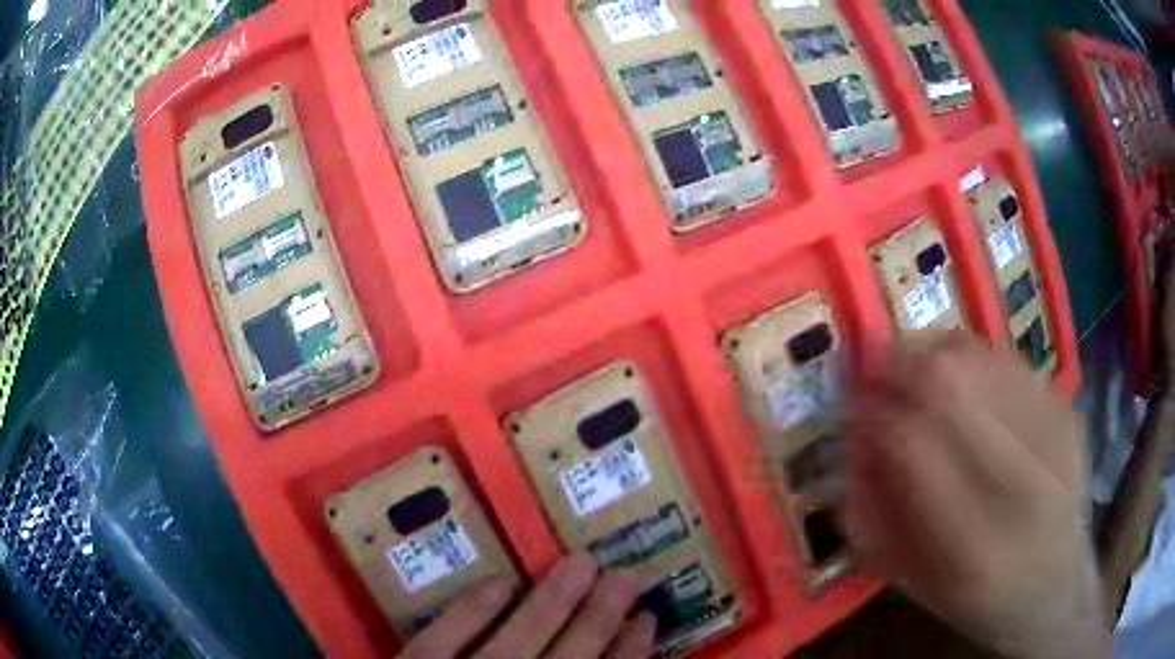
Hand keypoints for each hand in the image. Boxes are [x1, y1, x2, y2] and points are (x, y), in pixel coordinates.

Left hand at [401, 555, 655, 658]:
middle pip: (569, 658)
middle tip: (630, 574)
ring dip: (552, 602)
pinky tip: (501, 583)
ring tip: (583, 563)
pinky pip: (443, 638)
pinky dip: (472, 610)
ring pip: (516, 641)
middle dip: (602, 616)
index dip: (629, 653)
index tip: (649, 619)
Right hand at [846, 332, 1109, 658]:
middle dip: (898, 364)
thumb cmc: (978, 600)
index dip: (872, 412)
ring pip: (980, 355)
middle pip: (951, 382)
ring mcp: (1054, 436)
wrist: (1057, 587)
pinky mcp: (1066, 409)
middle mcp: (1023, 482)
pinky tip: (959, 376)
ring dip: (931, 351)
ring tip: (912, 367)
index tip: (851, 406)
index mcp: (974, 546)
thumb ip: (875, 519)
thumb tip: (853, 440)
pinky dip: (970, 357)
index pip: (913, 444)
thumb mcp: (914, 584)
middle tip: (873, 370)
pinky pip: (1006, 358)